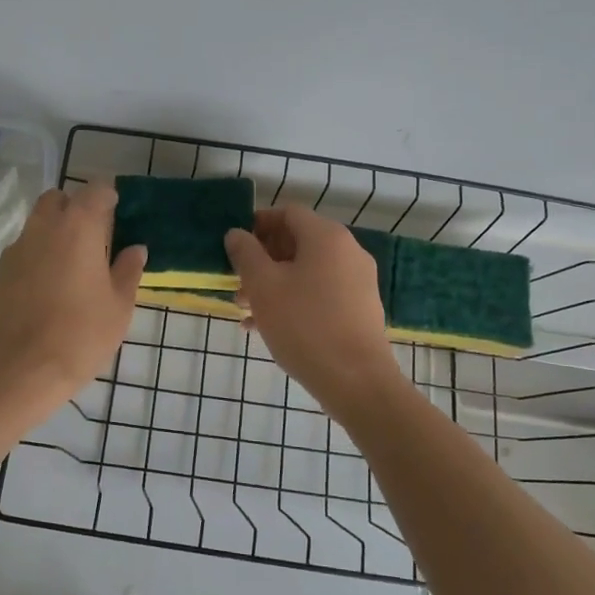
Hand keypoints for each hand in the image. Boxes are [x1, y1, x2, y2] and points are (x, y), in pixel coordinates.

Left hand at [0, 182, 146, 407]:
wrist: (20, 370)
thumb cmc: (80, 335)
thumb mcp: (119, 306)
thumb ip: (128, 270)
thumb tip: (135, 249)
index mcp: (78, 227)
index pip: (96, 190)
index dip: (109, 197)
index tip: (118, 216)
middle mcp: (44, 227)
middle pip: (59, 199)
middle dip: (76, 209)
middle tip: (94, 239)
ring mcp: (17, 248)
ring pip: (37, 222)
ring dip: (55, 231)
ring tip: (72, 265)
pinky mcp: (0, 271)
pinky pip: (24, 248)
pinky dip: (38, 254)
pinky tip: (48, 286)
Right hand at [225, 207, 403, 412]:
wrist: (356, 381)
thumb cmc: (304, 325)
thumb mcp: (263, 286)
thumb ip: (246, 254)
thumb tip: (236, 234)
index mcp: (326, 237)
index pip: (288, 213)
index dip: (258, 224)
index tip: (235, 245)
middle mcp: (347, 251)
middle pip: (298, 242)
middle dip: (263, 259)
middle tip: (237, 282)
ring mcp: (357, 281)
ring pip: (307, 271)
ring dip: (274, 283)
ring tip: (245, 309)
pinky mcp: (359, 309)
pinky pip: (320, 293)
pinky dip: (293, 300)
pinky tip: (265, 327)